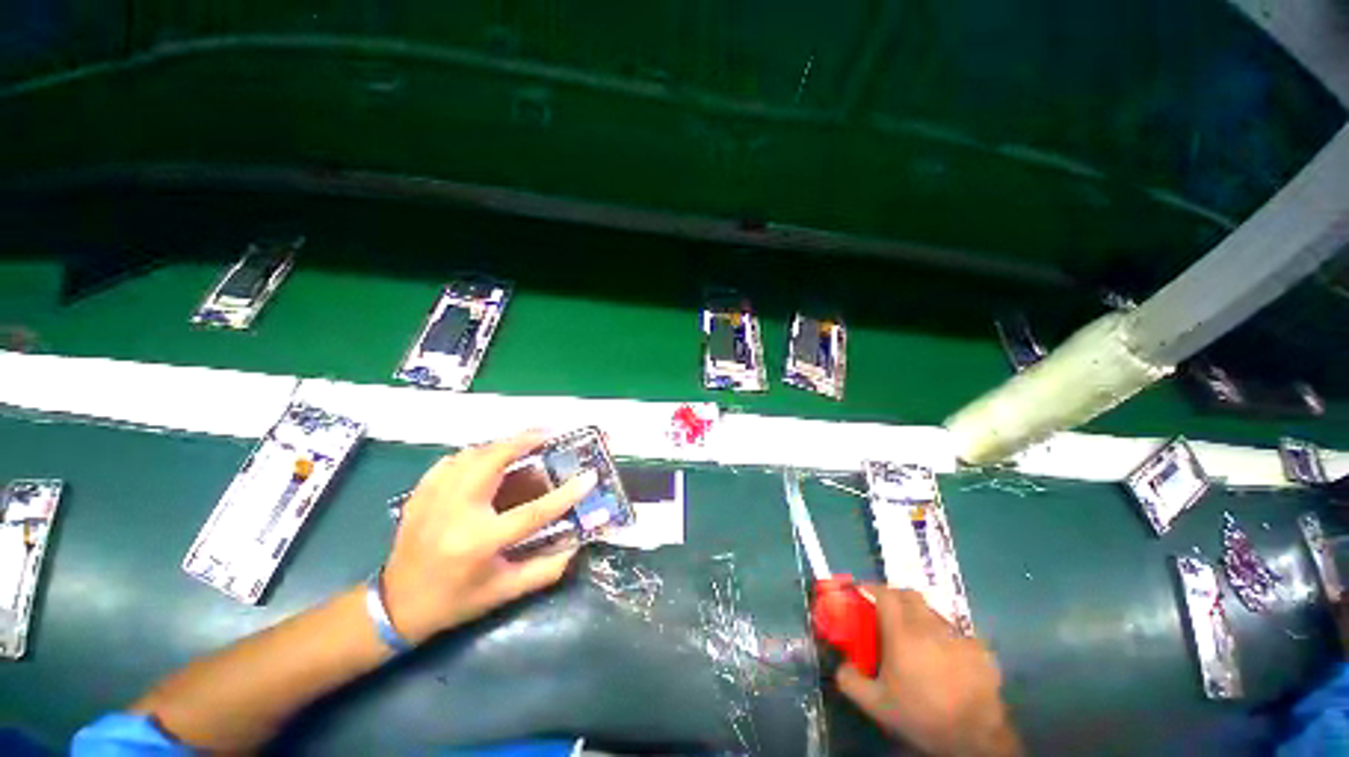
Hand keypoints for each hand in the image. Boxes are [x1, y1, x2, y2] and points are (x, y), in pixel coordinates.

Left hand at [380, 431, 596, 643]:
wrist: (394, 606)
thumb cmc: (454, 601)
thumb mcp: (502, 593)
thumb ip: (544, 570)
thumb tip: (576, 547)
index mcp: (479, 542)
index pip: (532, 513)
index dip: (565, 495)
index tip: (589, 476)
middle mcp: (455, 514)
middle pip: (492, 462)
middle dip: (523, 441)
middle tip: (548, 433)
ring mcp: (433, 500)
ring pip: (470, 454)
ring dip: (500, 444)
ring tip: (522, 441)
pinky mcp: (419, 494)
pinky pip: (450, 461)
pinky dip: (473, 453)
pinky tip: (485, 456)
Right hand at [837, 588, 1019, 756]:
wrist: (975, 737)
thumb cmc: (922, 715)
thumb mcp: (877, 705)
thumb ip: (851, 681)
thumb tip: (841, 665)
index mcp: (902, 633)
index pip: (884, 593)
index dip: (872, 588)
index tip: (863, 592)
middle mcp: (929, 626)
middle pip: (909, 594)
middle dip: (895, 596)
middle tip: (888, 612)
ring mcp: (957, 635)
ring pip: (933, 611)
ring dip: (921, 616)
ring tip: (918, 638)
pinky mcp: (979, 648)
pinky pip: (957, 632)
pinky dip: (946, 637)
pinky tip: (947, 658)